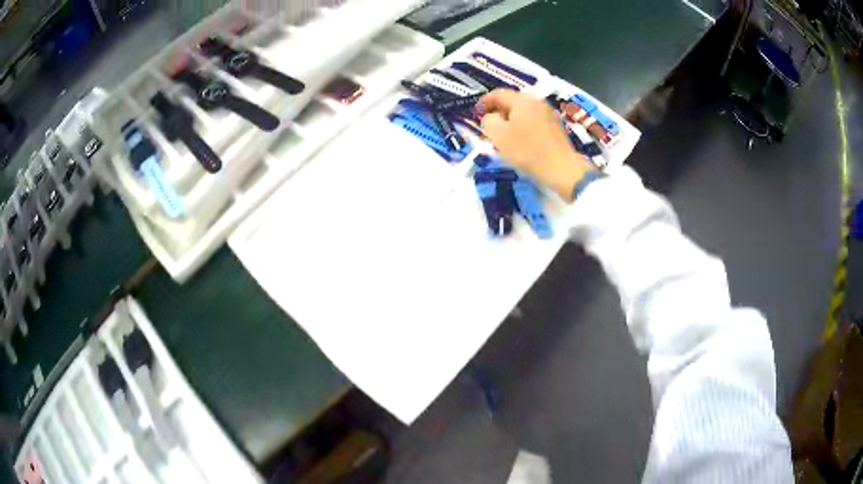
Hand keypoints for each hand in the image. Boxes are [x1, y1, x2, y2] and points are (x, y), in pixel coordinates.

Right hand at [478, 90, 594, 199]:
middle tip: (490, 124)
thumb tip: (491, 117)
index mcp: (522, 100)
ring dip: (512, 119)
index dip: (484, 102)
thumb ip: (488, 121)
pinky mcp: (556, 127)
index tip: (476, 112)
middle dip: (499, 111)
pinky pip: (534, 120)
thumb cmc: (526, 151)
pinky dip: (523, 126)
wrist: (561, 169)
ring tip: (505, 134)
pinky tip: (522, 140)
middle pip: (512, 101)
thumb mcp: (498, 135)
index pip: (498, 94)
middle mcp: (537, 102)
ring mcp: (549, 114)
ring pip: (524, 111)